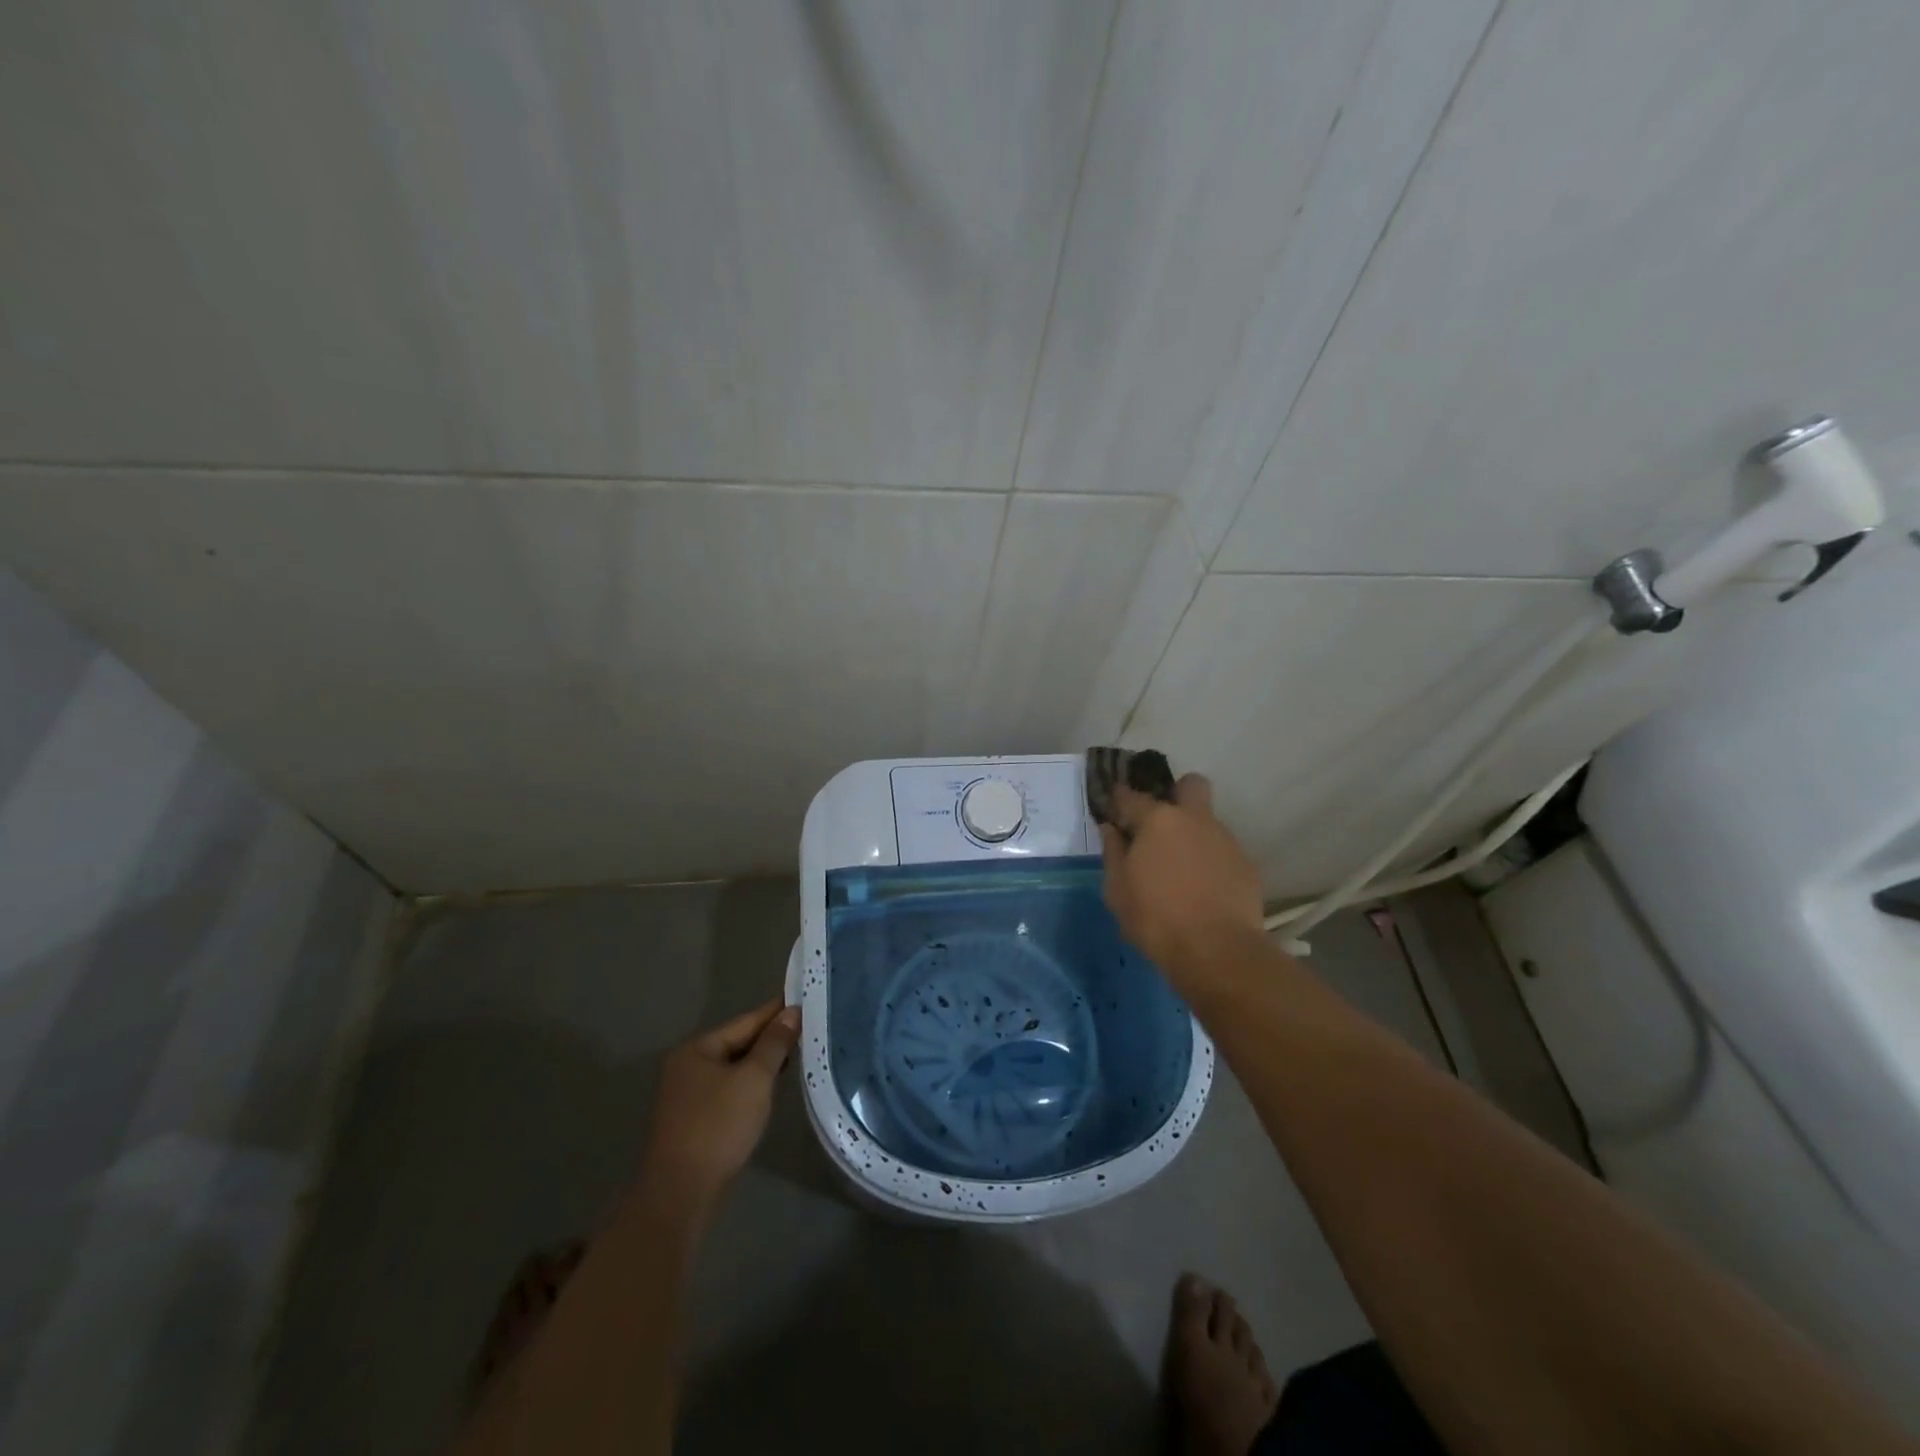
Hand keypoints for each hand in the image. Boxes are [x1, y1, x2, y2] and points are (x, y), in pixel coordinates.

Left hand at [636, 998, 800, 1216]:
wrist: (681, 1193)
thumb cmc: (718, 1126)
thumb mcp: (754, 1079)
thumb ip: (774, 1043)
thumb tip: (791, 1012)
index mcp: (697, 1049)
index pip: (745, 1021)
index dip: (776, 1012)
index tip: (803, 1000)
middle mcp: (687, 1065)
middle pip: (737, 1043)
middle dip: (770, 1038)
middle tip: (807, 1028)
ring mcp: (687, 1094)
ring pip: (733, 1067)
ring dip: (762, 1062)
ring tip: (796, 1054)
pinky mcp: (693, 1119)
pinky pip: (728, 1089)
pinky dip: (750, 1084)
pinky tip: (770, 1087)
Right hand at [1098, 773, 1266, 986]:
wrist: (1217, 951)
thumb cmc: (1156, 918)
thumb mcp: (1117, 890)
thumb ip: (1113, 853)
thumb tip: (1111, 829)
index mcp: (1157, 821)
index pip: (1132, 796)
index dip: (1120, 799)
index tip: (1115, 810)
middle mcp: (1194, 820)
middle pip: (1191, 785)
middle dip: (1177, 794)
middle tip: (1161, 824)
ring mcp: (1225, 839)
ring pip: (1208, 822)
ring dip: (1193, 835)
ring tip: (1182, 870)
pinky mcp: (1246, 864)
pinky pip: (1222, 851)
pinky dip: (1210, 862)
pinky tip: (1203, 889)